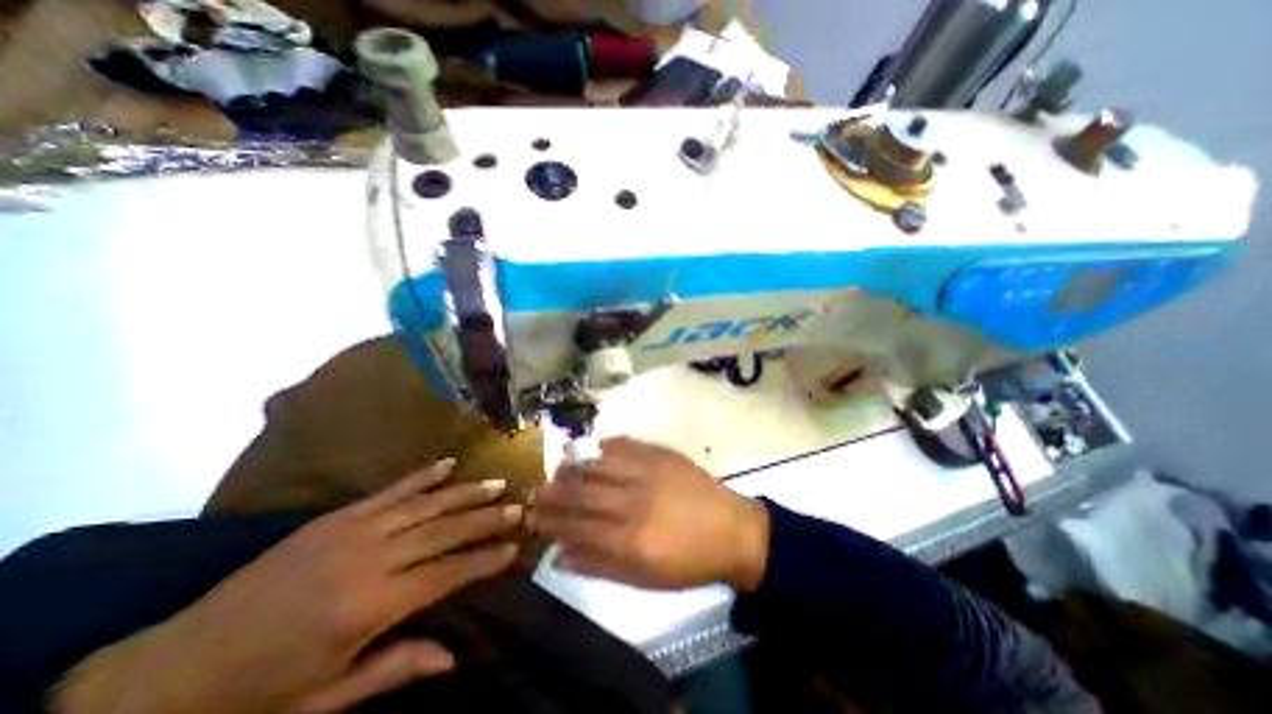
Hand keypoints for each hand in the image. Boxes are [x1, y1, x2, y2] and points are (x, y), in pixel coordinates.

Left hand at [52, 460, 521, 713]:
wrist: (168, 671)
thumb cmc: (256, 694)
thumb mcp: (325, 700)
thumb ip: (395, 669)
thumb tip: (453, 658)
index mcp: (369, 607)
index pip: (447, 574)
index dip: (485, 560)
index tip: (515, 548)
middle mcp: (370, 559)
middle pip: (443, 530)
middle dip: (486, 518)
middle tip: (518, 506)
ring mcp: (352, 531)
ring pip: (425, 504)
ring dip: (465, 492)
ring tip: (496, 483)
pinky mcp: (336, 517)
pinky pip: (391, 490)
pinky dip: (423, 476)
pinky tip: (448, 463)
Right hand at [526, 436, 763, 590]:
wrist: (733, 529)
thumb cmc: (689, 562)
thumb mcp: (644, 580)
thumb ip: (599, 567)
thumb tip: (560, 554)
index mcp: (629, 540)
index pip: (575, 527)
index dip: (549, 522)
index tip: (532, 518)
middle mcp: (633, 502)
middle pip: (580, 493)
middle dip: (552, 493)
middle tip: (535, 492)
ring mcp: (647, 472)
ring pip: (597, 465)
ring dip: (571, 467)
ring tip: (557, 470)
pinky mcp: (660, 454)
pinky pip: (622, 445)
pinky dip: (601, 447)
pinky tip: (590, 451)